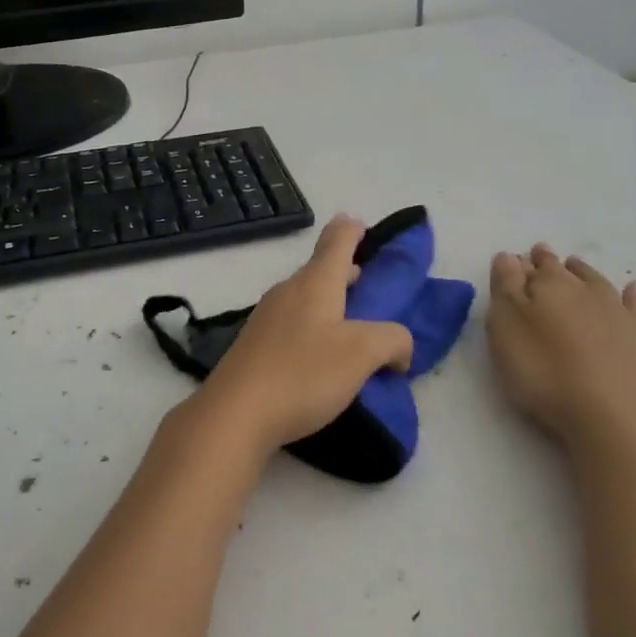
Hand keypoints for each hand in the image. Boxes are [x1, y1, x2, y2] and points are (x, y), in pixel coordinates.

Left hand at [193, 215, 414, 454]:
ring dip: (329, 299)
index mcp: (315, 283)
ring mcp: (267, 318)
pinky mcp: (255, 346)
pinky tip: (322, 351)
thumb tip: (400, 348)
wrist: (235, 414)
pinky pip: (293, 322)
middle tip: (366, 275)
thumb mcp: (362, 354)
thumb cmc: (303, 374)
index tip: (360, 222)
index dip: (352, 230)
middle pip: (319, 269)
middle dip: (344, 268)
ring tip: (351, 316)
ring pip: (305, 296)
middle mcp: (288, 292)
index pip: (337, 241)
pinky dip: (314, 325)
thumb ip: (392, 340)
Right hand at [487, 244, 635, 465]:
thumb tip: (508, 256)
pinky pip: (632, 304)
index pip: (529, 265)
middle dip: (548, 263)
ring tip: (573, 266)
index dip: (519, 264)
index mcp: (547, 283)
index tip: (513, 262)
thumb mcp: (506, 327)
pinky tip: (630, 290)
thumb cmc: (543, 369)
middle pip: (562, 269)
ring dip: (581, 272)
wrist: (610, 414)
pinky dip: (629, 294)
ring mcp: (615, 310)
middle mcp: (583, 288)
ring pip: (594, 280)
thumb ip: (505, 287)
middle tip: (539, 257)